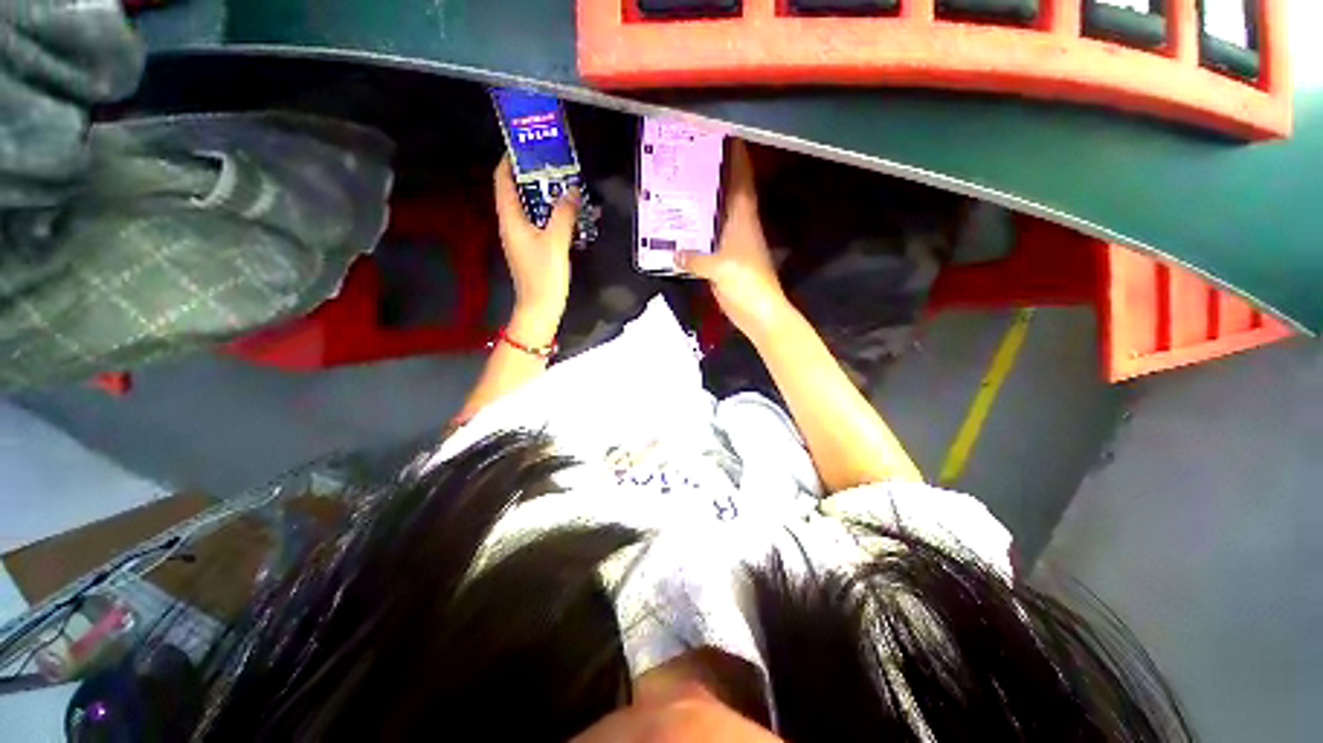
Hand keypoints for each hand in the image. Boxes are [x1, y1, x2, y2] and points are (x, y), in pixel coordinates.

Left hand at [493, 155, 580, 338]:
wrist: (541, 307)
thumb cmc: (544, 274)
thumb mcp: (556, 241)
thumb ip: (564, 214)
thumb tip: (571, 190)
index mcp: (510, 219)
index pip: (503, 180)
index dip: (511, 161)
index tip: (527, 146)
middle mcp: (513, 225)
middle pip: (519, 192)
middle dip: (536, 178)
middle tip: (557, 165)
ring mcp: (524, 238)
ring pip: (534, 209)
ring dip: (549, 198)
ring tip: (568, 187)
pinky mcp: (535, 248)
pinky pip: (543, 224)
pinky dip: (555, 216)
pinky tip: (573, 215)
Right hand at [675, 141, 789, 338]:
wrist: (759, 313)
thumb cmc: (746, 284)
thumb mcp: (719, 269)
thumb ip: (695, 260)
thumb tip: (674, 254)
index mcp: (744, 220)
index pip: (741, 180)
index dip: (736, 157)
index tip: (724, 135)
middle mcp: (739, 226)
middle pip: (727, 194)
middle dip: (713, 176)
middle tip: (689, 160)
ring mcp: (733, 244)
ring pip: (717, 217)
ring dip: (703, 205)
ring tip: (679, 190)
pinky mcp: (725, 262)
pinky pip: (708, 241)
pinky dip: (697, 235)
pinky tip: (680, 234)